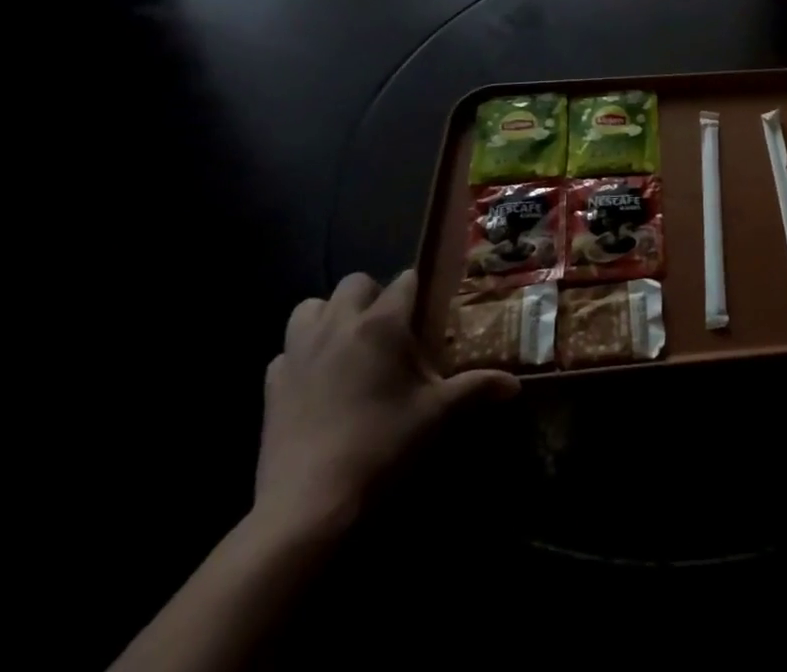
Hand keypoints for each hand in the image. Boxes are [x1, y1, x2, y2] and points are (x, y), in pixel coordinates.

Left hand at [254, 269, 517, 535]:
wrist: (310, 505)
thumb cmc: (383, 446)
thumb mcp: (437, 415)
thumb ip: (477, 389)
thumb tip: (515, 386)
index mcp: (382, 322)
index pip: (405, 280)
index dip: (419, 292)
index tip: (429, 311)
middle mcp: (339, 324)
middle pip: (355, 283)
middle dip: (373, 296)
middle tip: (389, 328)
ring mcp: (299, 352)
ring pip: (310, 307)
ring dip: (329, 316)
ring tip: (347, 343)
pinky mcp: (271, 385)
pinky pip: (285, 351)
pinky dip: (300, 356)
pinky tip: (316, 381)